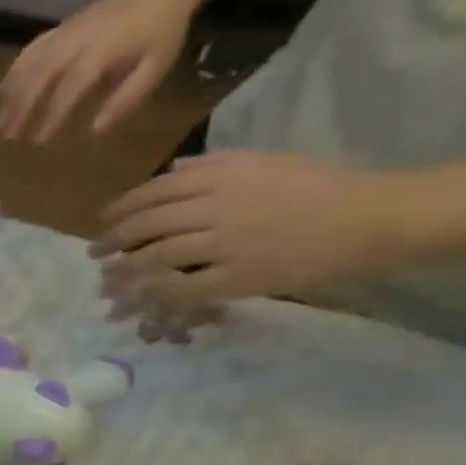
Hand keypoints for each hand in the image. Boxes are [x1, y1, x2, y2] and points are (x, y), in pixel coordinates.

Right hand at [0, 0, 205, 141]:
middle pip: (38, 74)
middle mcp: (77, 39)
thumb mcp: (156, 65)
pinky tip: (4, 90)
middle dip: (19, 107)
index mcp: (103, 48)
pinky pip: (30, 49)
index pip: (70, 85)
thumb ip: (125, 98)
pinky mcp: (61, 28)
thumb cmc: (163, 27)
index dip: (52, 114)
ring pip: (28, 62)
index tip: (38, 140)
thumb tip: (95, 129)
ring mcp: (66, 31)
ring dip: (10, 93)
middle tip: (6, 135)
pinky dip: (13, 71)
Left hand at [91, 151, 406, 322]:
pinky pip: (180, 289)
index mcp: (225, 175)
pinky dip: (151, 295)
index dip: (121, 209)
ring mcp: (225, 244)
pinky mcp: (235, 277)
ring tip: (105, 281)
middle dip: (112, 241)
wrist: (371, 216)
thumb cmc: (319, 187)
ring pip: (155, 259)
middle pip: (146, 225)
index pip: (155, 192)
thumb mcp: (267, 163)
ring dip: (123, 272)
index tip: (101, 221)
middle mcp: (218, 206)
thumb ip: (215, 166)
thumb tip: (172, 169)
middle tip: (94, 254)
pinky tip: (132, 301)